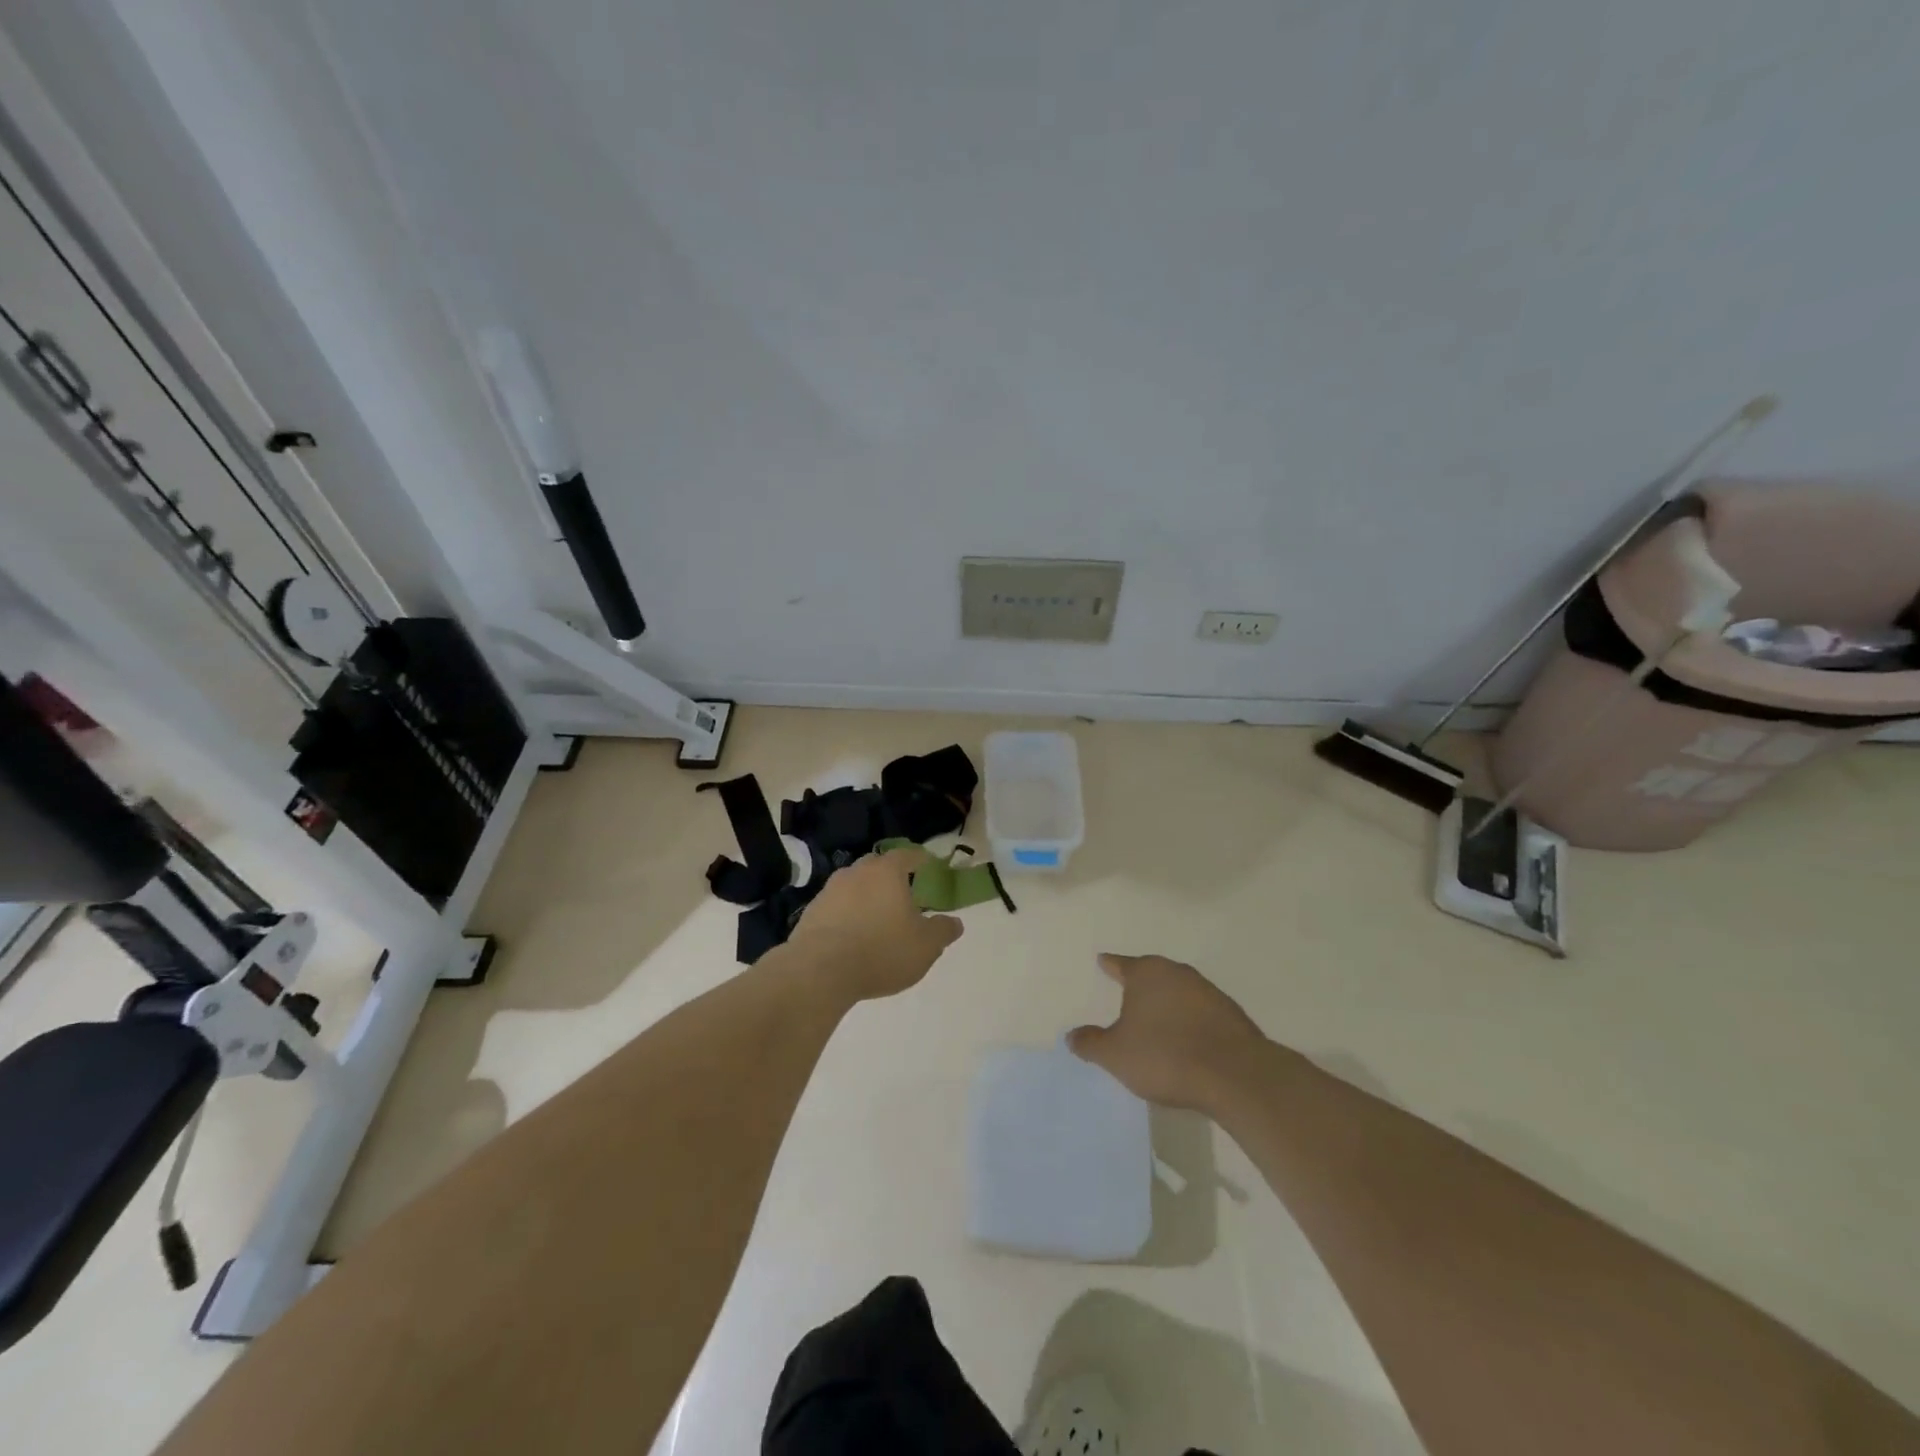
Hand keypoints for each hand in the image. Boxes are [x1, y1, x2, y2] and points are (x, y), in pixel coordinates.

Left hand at [786, 848, 963, 1001]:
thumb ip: (943, 931)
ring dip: (866, 896)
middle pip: (877, 867)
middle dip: (890, 877)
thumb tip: (956, 922)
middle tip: (902, 894)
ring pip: (854, 886)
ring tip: (876, 917)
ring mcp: (829, 891)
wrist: (820, 971)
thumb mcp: (925, 946)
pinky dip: (846, 915)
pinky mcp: (810, 912)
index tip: (927, 864)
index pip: (906, 855)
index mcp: (887, 872)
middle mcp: (856, 872)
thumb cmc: (882, 951)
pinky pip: (836, 907)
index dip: (919, 859)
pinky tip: (852, 935)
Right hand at [1067, 953, 1269, 1114]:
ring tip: (1157, 1021)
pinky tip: (1187, 1039)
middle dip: (1141, 984)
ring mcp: (1208, 992)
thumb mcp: (1116, 1055)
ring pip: (1179, 991)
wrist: (1234, 1075)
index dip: (1110, 965)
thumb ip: (1091, 1043)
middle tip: (1128, 994)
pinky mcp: (1232, 1015)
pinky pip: (1201, 1012)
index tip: (1103, 960)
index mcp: (1147, 974)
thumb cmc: (1164, 1056)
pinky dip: (1190, 1020)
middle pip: (1153, 974)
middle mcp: (1177, 973)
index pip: (1122, 964)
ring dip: (1168, 1003)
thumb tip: (1071, 1036)